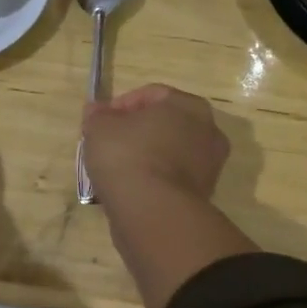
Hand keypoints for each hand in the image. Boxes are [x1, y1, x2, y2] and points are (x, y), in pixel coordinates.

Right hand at [82, 84, 230, 209]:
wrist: (154, 212)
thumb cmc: (128, 156)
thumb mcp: (100, 128)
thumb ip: (98, 115)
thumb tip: (96, 110)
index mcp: (189, 105)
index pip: (152, 95)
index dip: (121, 105)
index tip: (100, 121)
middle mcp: (208, 131)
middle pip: (165, 124)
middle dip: (136, 131)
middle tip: (109, 143)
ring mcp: (210, 166)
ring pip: (170, 153)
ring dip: (146, 157)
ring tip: (116, 169)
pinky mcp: (203, 195)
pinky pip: (171, 179)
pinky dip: (154, 180)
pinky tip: (131, 189)